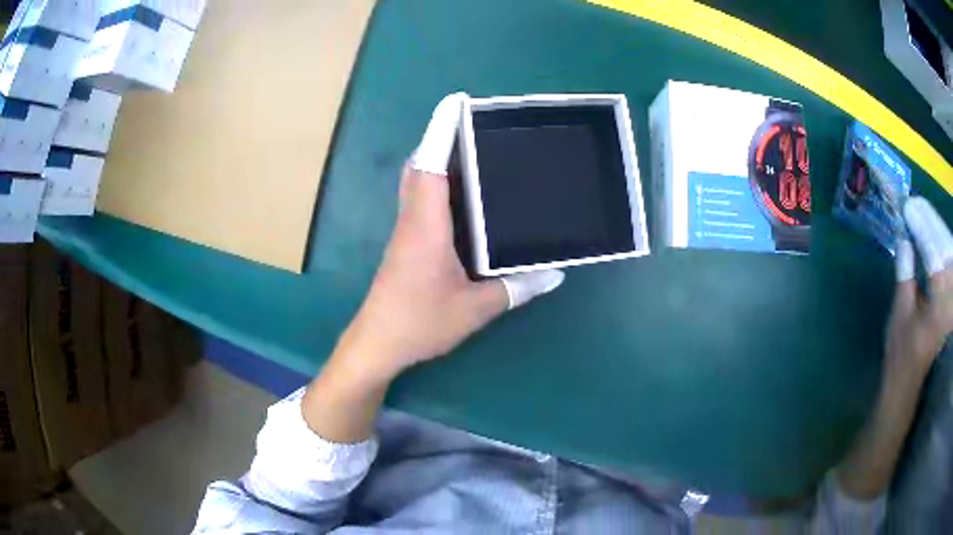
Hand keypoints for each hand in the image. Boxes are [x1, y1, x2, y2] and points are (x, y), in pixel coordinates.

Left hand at [339, 93, 564, 383]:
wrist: (378, 344)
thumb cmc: (420, 323)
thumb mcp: (474, 309)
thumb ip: (515, 288)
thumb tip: (553, 274)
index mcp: (426, 225)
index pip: (429, 164)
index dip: (441, 131)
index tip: (456, 103)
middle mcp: (414, 219)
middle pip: (421, 165)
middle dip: (442, 139)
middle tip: (475, 126)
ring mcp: (408, 230)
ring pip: (420, 182)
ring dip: (440, 161)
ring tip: (478, 152)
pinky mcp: (408, 243)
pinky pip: (423, 201)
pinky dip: (441, 186)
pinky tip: (467, 199)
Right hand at [886, 197, 952, 383]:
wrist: (908, 378)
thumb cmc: (902, 349)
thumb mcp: (900, 311)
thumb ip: (905, 273)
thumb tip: (905, 238)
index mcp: (937, 305)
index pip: (934, 255)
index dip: (922, 228)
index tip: (910, 207)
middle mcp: (949, 300)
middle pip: (947, 251)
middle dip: (933, 224)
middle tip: (918, 205)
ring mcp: (951, 302)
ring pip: (950, 255)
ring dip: (939, 233)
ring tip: (925, 216)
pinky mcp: (951, 302)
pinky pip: (950, 266)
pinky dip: (944, 247)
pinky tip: (936, 237)